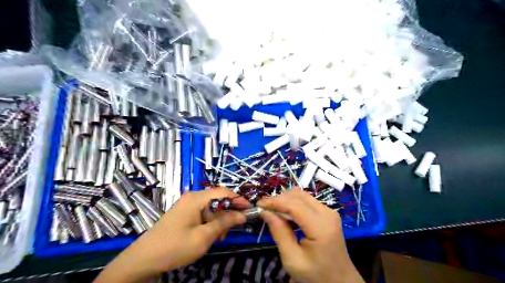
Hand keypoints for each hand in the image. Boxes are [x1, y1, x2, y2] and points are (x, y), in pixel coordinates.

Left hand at [94, 188, 247, 282]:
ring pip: (211, 207)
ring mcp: (187, 205)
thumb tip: (242, 214)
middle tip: (230, 230)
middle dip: (228, 213)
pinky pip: (203, 213)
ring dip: (219, 219)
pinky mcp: (184, 213)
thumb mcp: (204, 236)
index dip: (239, 200)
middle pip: (218, 199)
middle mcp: (192, 197)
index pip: (224, 192)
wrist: (143, 260)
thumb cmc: (175, 246)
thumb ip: (225, 222)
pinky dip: (210, 222)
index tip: (250, 210)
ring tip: (218, 236)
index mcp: (196, 198)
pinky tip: (208, 235)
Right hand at [258, 188, 365, 282]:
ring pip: (302, 195)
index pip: (294, 205)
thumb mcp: (292, 259)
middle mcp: (327, 213)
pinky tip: (285, 213)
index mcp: (321, 227)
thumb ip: (279, 232)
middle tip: (264, 208)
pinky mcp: (328, 213)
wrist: (340, 282)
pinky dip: (293, 203)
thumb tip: (265, 212)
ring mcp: (330, 211)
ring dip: (286, 200)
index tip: (259, 205)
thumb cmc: (315, 275)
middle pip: (298, 196)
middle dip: (279, 199)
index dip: (275, 202)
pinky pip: (307, 201)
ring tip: (273, 210)